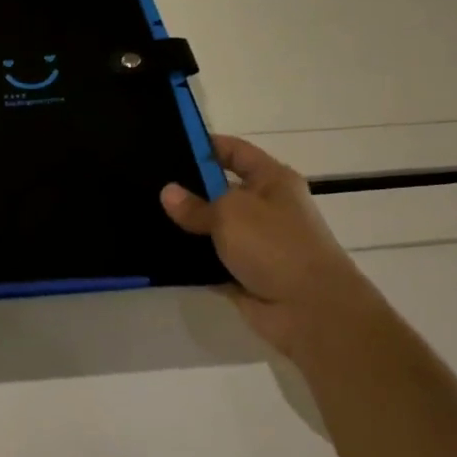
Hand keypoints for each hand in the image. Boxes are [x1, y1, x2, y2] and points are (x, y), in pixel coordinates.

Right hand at [160, 135, 385, 364]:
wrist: (311, 310)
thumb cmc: (275, 245)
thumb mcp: (230, 213)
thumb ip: (195, 204)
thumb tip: (168, 193)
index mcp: (272, 181)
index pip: (235, 152)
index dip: (206, 146)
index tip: (169, 146)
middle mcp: (266, 208)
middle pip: (220, 190)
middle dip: (188, 188)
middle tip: (147, 182)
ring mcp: (255, 243)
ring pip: (212, 228)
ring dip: (186, 227)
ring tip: (145, 215)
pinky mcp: (244, 273)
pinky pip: (210, 260)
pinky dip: (191, 259)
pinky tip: (158, 251)